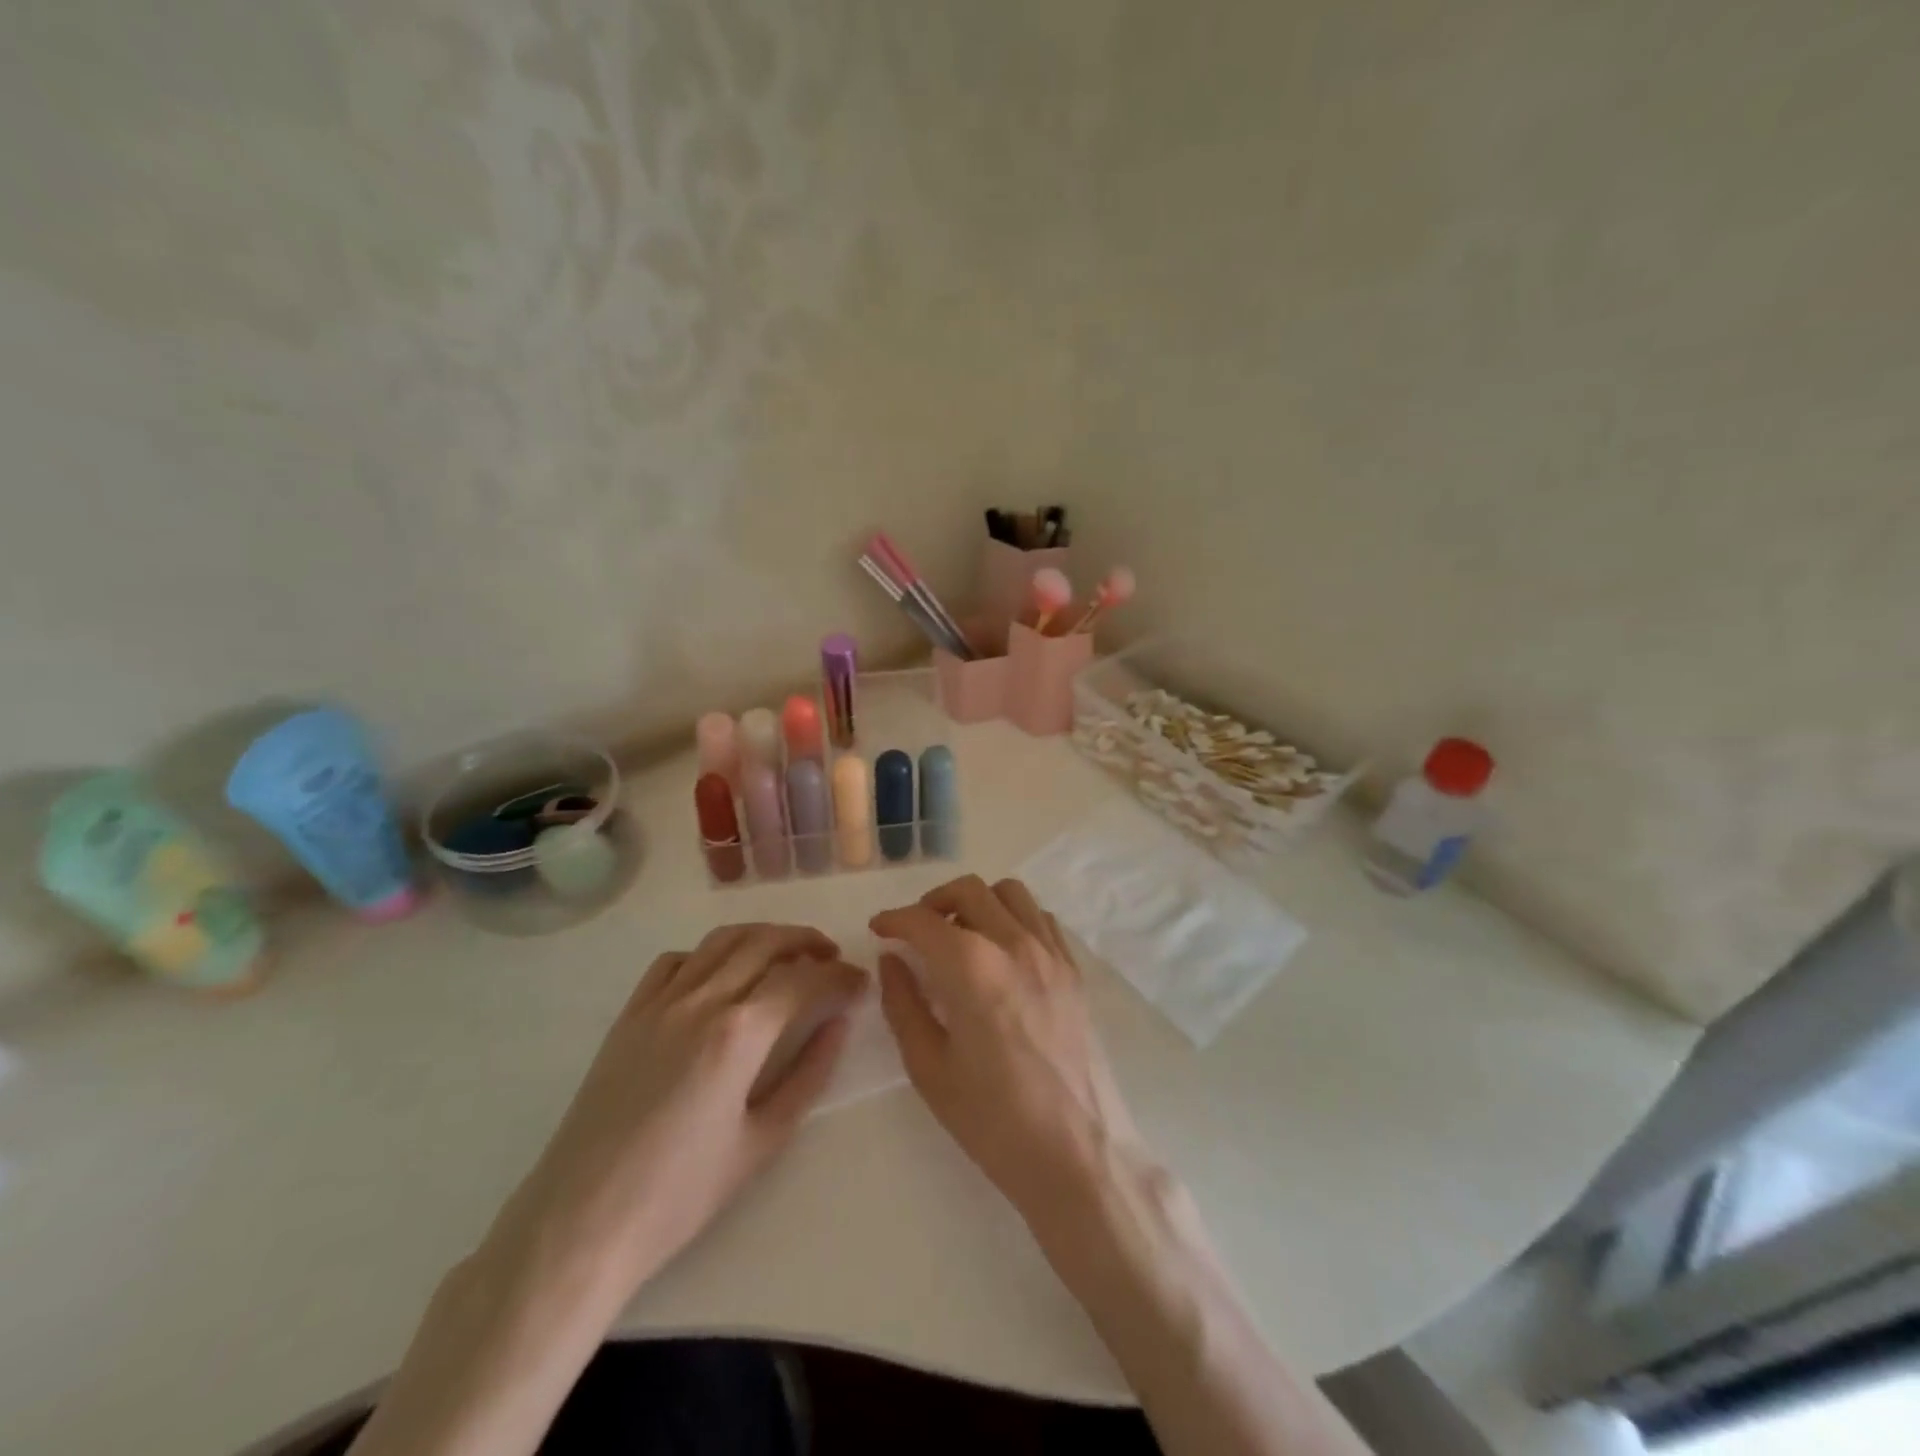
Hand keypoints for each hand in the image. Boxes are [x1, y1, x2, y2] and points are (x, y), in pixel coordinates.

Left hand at [500, 924, 864, 1290]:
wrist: (580, 1223)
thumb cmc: (680, 1194)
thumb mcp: (763, 1141)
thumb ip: (809, 1074)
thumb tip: (838, 1024)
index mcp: (739, 1032)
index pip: (804, 979)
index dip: (840, 976)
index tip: (860, 984)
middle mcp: (701, 1000)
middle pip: (765, 942)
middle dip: (807, 942)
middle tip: (832, 960)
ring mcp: (660, 1002)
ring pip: (721, 940)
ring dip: (762, 936)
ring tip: (786, 955)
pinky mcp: (629, 1014)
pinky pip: (675, 961)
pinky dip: (709, 954)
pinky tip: (720, 977)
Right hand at [871, 876, 1141, 1228]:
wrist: (1077, 1154)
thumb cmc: (993, 1120)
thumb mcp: (929, 1068)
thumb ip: (903, 1003)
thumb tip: (892, 960)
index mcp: (973, 968)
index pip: (924, 921)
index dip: (894, 919)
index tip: (879, 929)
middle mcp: (1015, 944)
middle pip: (969, 890)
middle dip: (933, 902)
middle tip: (915, 931)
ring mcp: (1052, 953)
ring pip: (1010, 893)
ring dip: (977, 902)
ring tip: (960, 935)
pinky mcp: (1074, 970)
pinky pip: (1041, 918)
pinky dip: (1014, 917)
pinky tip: (1002, 951)